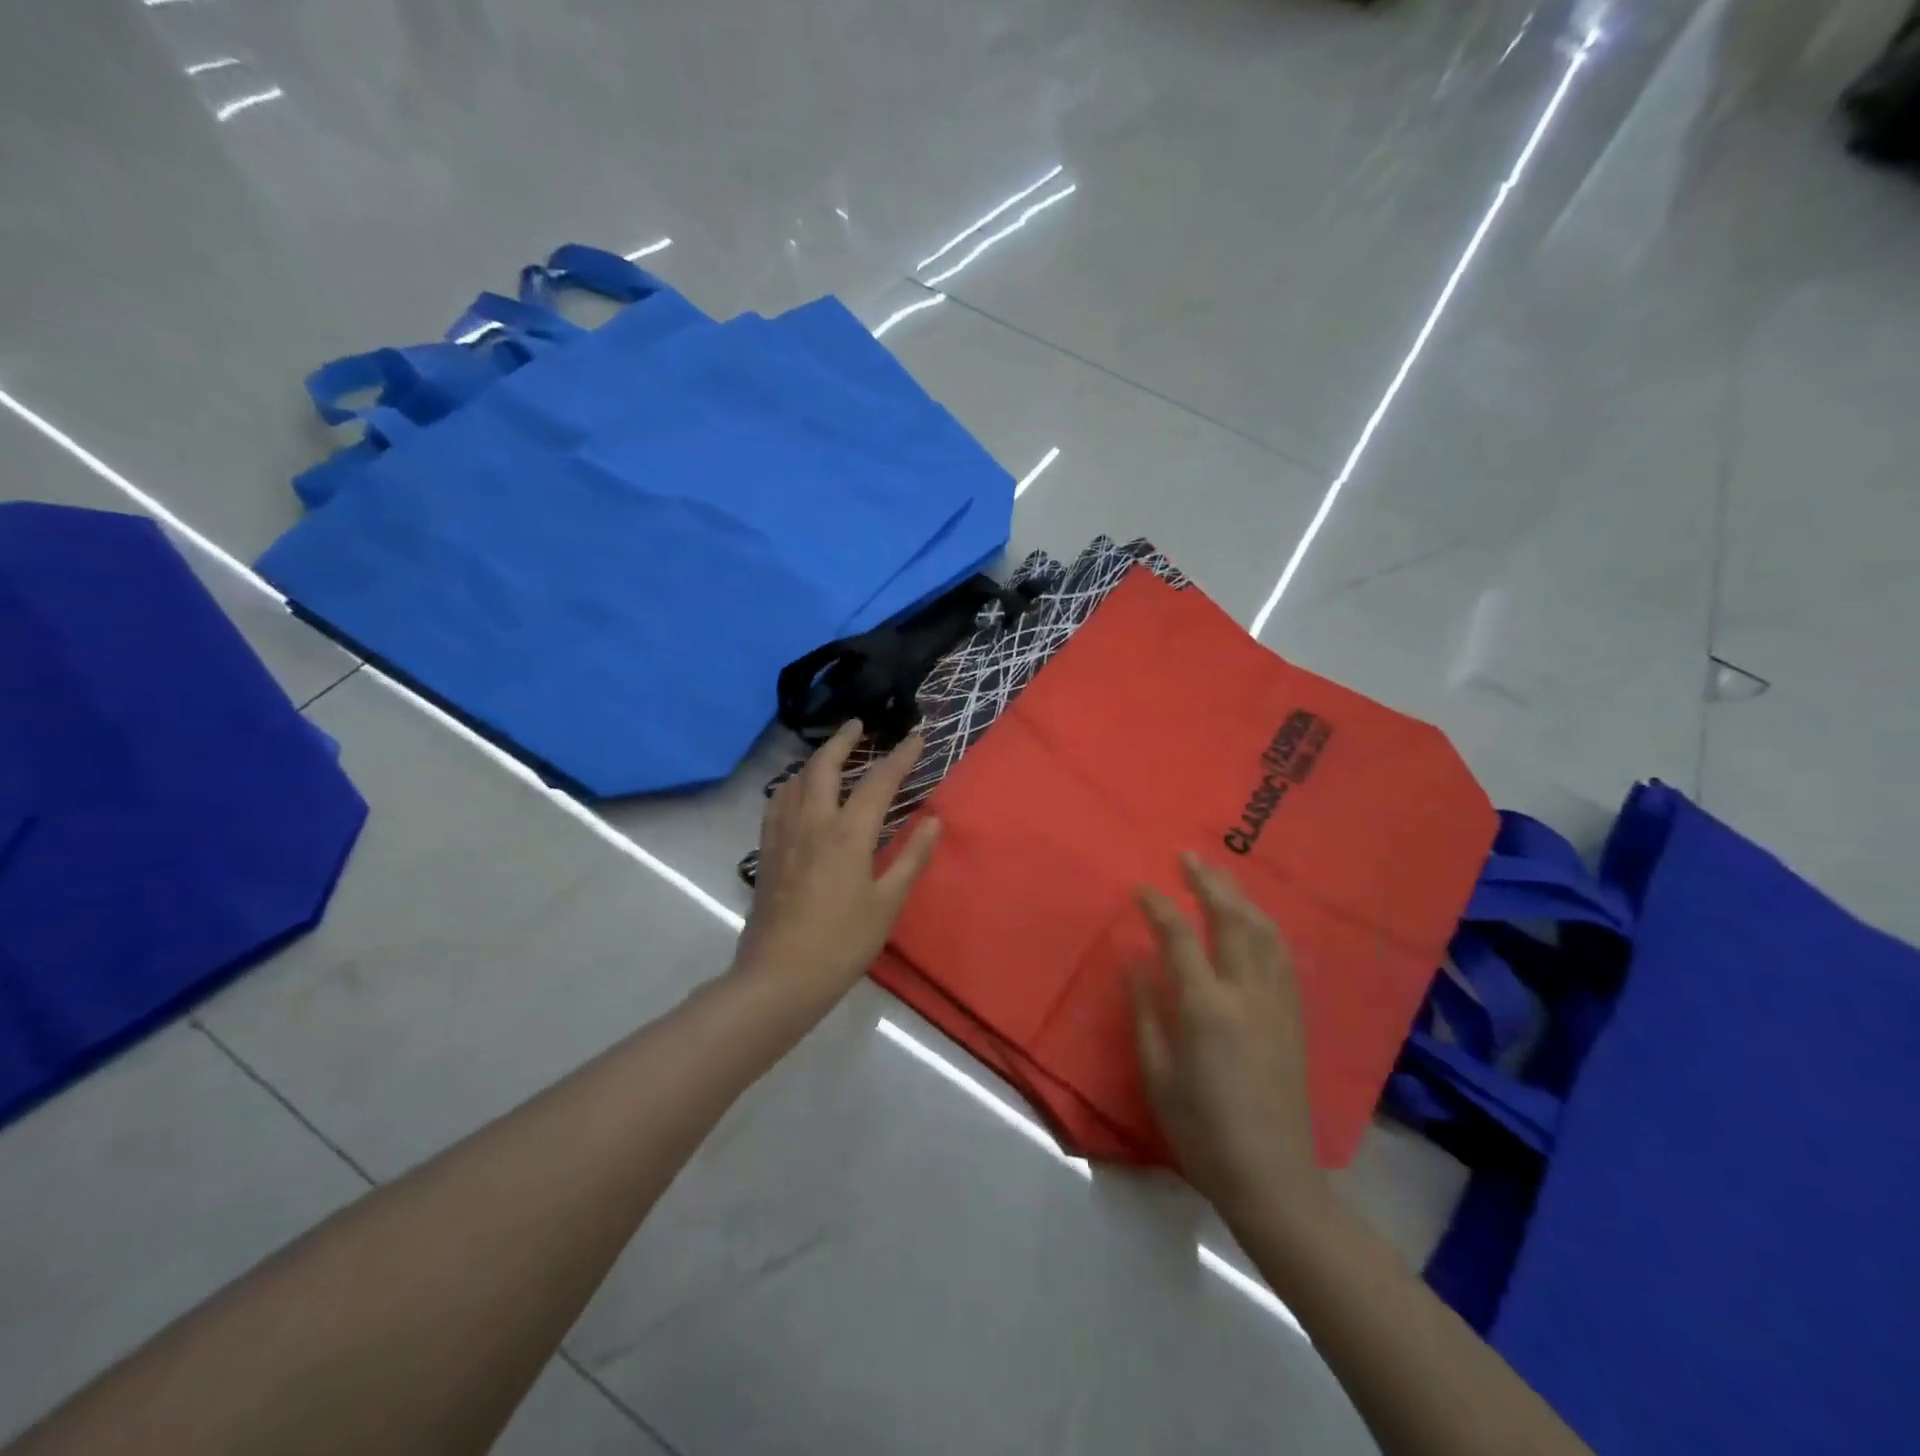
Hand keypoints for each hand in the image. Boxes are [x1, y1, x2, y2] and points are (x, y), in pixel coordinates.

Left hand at [733, 720, 942, 1013]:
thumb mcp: (887, 903)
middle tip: (859, 724)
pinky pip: (777, 802)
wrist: (780, 976)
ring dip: (815, 759)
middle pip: (824, 765)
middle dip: (843, 739)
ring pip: (794, 779)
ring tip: (830, 755)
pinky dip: (791, 784)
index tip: (917, 736)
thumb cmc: (842, 942)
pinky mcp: (766, 851)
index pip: (878, 782)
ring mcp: (783, 835)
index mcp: (847, 833)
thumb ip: (912, 857)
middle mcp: (812, 822)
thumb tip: (935, 821)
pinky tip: (796, 793)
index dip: (900, 757)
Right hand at [1133, 854, 1330, 1225]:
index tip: (1140, 886)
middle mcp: (1247, 993)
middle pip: (1230, 919)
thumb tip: (1135, 962)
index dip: (1157, 906)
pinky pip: (1282, 956)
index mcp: (1206, 1007)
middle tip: (1187, 856)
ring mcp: (1277, 1002)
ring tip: (1218, 876)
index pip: (1179, 937)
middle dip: (1207, 881)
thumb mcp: (1157, 1074)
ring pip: (1263, 931)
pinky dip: (1264, 926)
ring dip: (1239, 896)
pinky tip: (1254, 919)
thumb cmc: (1201, 1130)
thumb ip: (1145, 1012)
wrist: (1273, 1177)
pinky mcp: (1295, 1016)